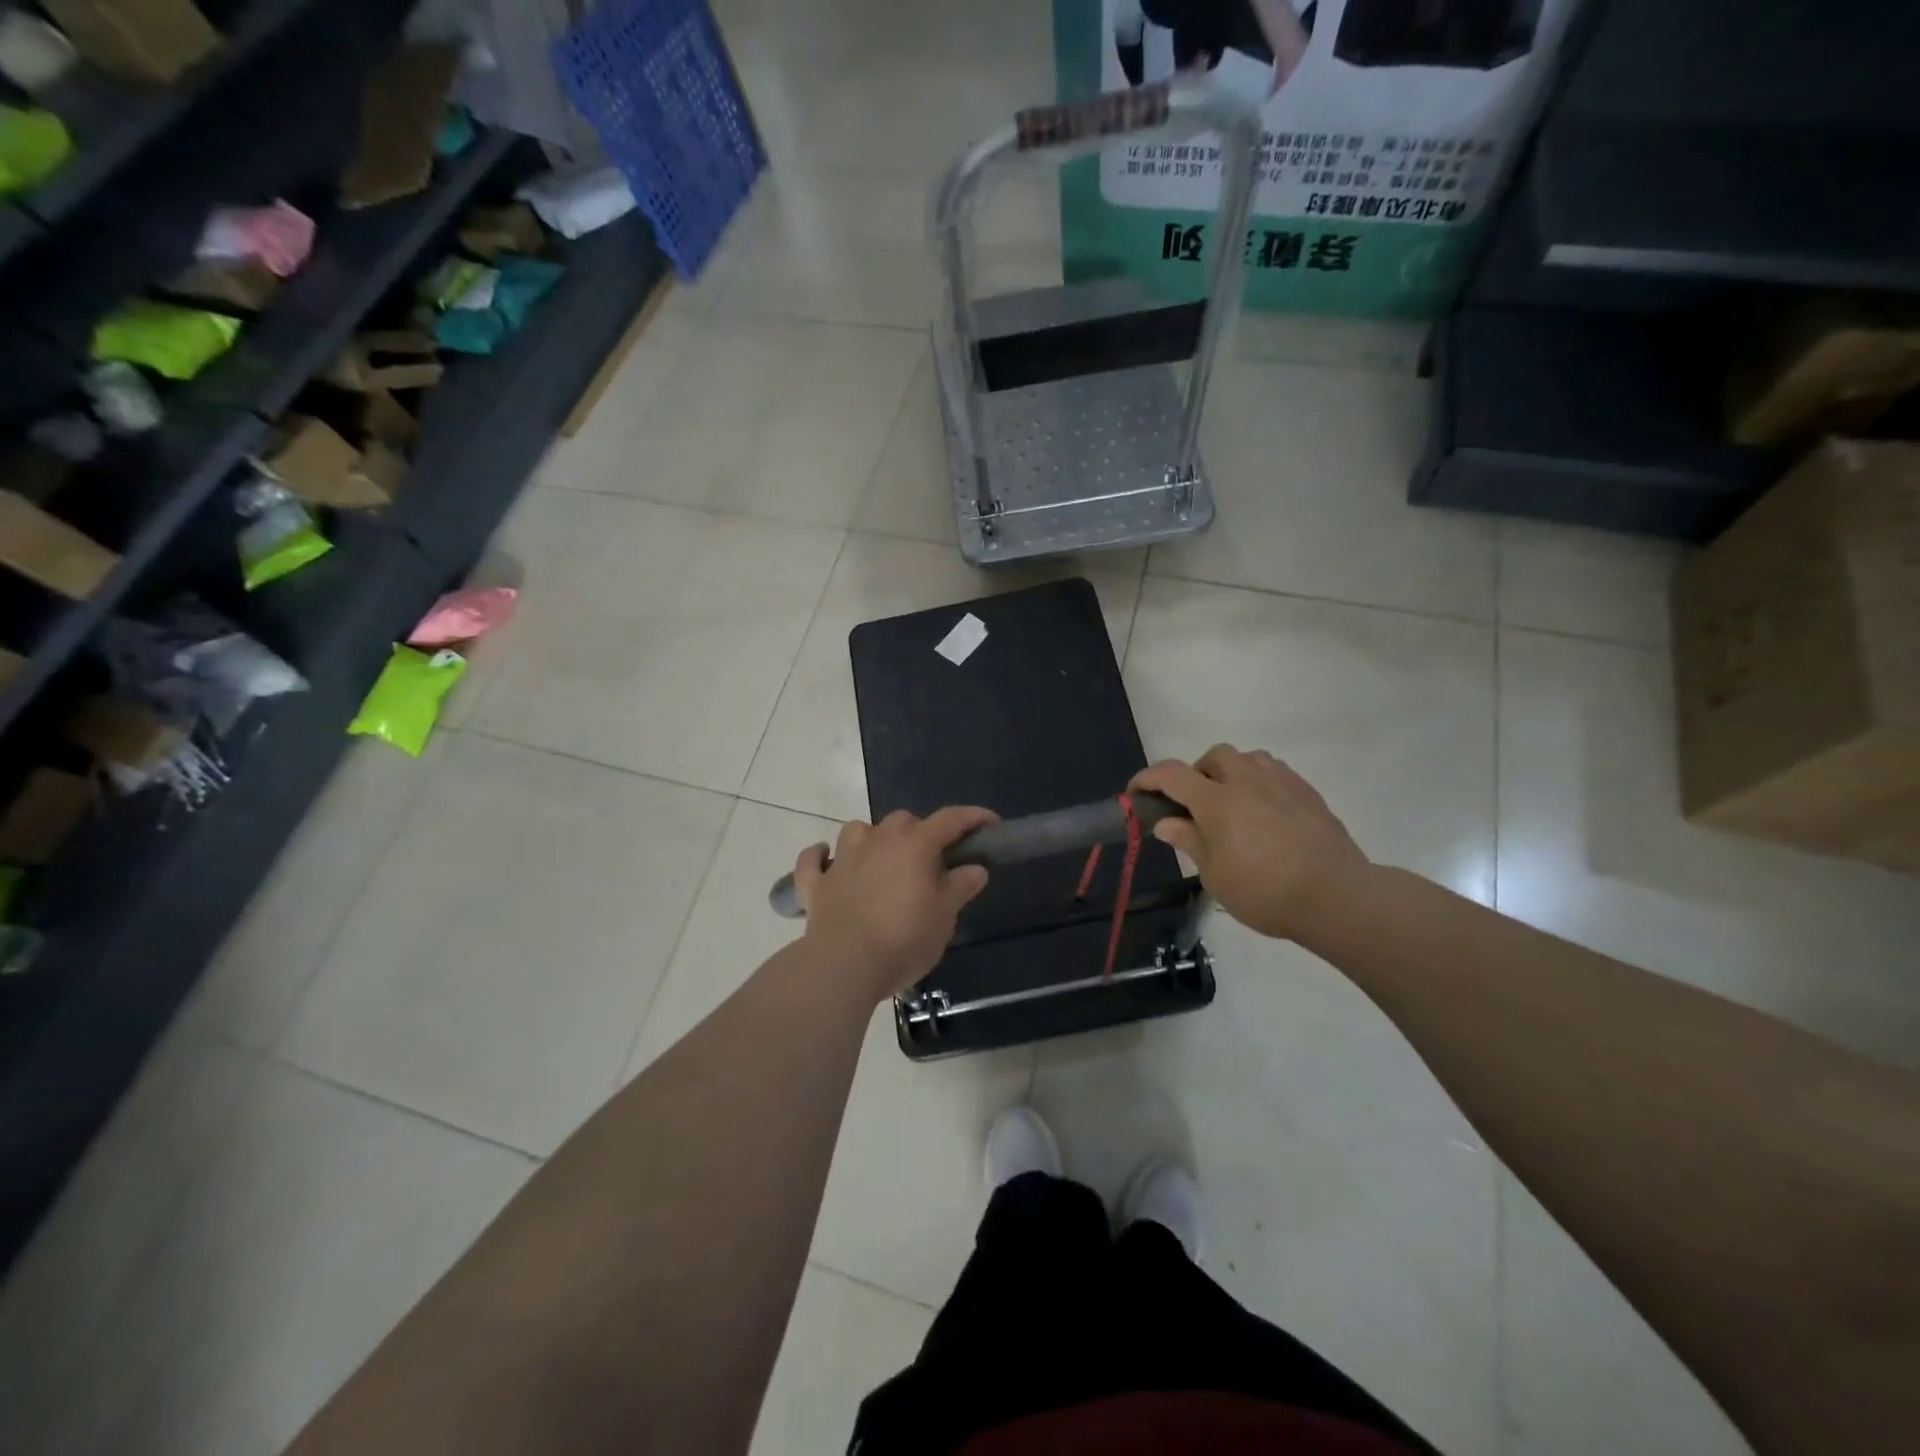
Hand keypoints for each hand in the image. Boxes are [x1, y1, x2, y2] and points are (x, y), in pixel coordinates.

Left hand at [791, 807, 996, 1001]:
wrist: (843, 965)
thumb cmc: (903, 939)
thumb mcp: (943, 917)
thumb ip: (960, 888)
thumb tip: (975, 868)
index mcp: (914, 845)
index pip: (950, 819)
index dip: (973, 818)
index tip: (990, 824)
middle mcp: (878, 841)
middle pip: (903, 820)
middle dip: (921, 832)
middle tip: (933, 861)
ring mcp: (842, 860)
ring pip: (858, 830)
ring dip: (873, 837)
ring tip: (883, 859)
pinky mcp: (816, 884)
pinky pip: (813, 860)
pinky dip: (820, 857)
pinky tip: (827, 860)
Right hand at [1132, 746, 1369, 941]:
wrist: (1338, 896)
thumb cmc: (1266, 892)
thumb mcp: (1215, 876)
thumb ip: (1190, 841)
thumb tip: (1166, 822)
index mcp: (1217, 801)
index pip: (1171, 774)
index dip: (1148, 778)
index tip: (1137, 793)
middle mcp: (1247, 781)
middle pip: (1213, 756)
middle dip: (1196, 773)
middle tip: (1196, 806)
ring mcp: (1281, 782)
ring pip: (1247, 758)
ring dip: (1231, 773)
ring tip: (1232, 804)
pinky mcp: (1307, 792)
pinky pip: (1275, 772)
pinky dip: (1259, 782)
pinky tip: (1265, 812)